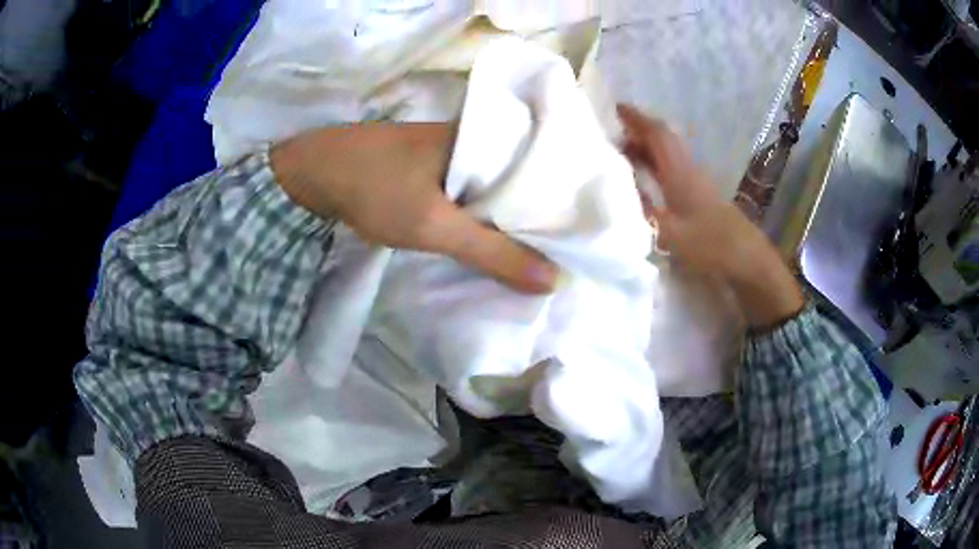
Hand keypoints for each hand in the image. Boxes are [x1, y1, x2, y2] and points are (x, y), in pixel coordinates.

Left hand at [270, 122, 557, 293]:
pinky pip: (475, 188)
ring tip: (543, 243)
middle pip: (523, 178)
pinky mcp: (436, 165)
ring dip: (513, 213)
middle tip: (569, 245)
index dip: (565, 200)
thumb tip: (552, 280)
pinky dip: (487, 210)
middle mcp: (477, 138)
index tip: (585, 231)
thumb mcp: (436, 226)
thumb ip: (493, 252)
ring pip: (498, 185)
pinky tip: (497, 230)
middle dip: (541, 211)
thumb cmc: (378, 189)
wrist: (317, 172)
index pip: (544, 167)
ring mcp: (454, 150)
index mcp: (486, 139)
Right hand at [618, 104, 804, 328]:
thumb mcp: (670, 233)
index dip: (638, 119)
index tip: (617, 108)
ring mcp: (697, 182)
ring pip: (669, 155)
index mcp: (680, 173)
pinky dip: (656, 165)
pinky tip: (647, 180)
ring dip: (647, 149)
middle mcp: (689, 170)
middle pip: (664, 140)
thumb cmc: (710, 245)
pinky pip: (673, 169)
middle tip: (612, 135)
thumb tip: (617, 193)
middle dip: (639, 132)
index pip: (658, 135)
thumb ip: (643, 211)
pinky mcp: (701, 195)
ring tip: (623, 156)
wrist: (747, 261)